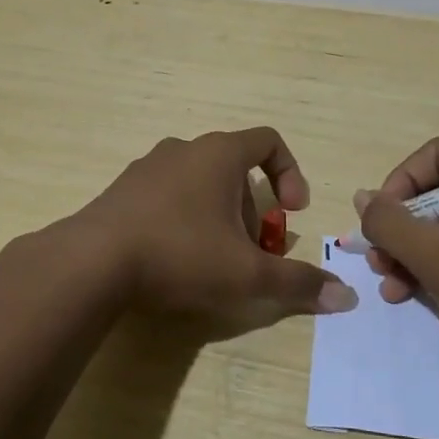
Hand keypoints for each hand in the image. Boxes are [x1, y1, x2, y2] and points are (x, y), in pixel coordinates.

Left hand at [71, 127, 358, 321]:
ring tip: (214, 259)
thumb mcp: (246, 274)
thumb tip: (347, 297)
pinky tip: (174, 259)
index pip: (269, 141)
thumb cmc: (180, 254)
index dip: (290, 173)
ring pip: (200, 182)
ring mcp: (148, 166)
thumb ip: (297, 282)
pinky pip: (167, 194)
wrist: (91, 262)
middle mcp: (184, 149)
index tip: (291, 212)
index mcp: (219, 153)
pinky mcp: (122, 190)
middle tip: (251, 251)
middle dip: (252, 209)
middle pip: (234, 168)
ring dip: (219, 214)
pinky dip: (184, 218)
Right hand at [356, 137, 438, 382]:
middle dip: (404, 228)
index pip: (436, 156)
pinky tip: (412, 292)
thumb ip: (390, 223)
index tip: (379, 224)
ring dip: (415, 251)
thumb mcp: (435, 258)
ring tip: (391, 284)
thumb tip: (363, 198)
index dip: (399, 185)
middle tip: (379, 260)